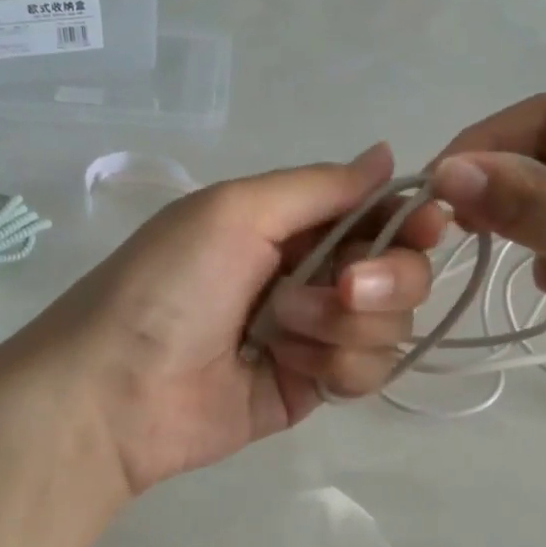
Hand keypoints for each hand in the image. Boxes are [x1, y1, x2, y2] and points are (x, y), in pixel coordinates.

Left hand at [16, 143, 441, 494]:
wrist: (117, 392)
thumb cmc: (170, 284)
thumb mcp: (236, 211)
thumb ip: (320, 186)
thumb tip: (387, 154)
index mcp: (292, 224)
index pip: (379, 214)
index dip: (411, 219)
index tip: (428, 227)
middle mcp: (312, 274)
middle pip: (400, 272)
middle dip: (383, 280)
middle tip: (343, 289)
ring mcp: (316, 335)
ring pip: (389, 325)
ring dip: (343, 327)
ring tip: (281, 333)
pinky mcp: (315, 387)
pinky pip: (368, 372)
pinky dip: (337, 367)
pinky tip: (289, 368)